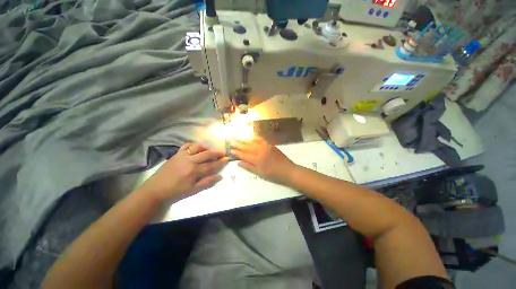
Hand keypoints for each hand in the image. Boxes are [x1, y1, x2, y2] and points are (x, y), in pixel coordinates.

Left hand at [141, 143, 228, 200]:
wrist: (156, 190)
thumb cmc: (176, 192)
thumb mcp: (193, 190)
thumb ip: (207, 182)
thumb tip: (220, 176)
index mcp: (194, 171)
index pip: (211, 165)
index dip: (220, 162)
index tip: (227, 159)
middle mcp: (189, 161)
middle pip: (206, 154)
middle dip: (216, 153)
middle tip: (222, 153)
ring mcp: (182, 156)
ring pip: (197, 147)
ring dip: (206, 147)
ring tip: (210, 150)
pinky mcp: (176, 154)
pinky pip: (186, 145)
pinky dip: (193, 145)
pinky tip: (197, 148)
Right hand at [231, 137, 296, 184]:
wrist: (288, 170)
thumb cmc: (273, 175)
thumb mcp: (260, 173)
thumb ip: (249, 167)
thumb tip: (238, 162)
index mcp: (257, 160)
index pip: (243, 155)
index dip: (236, 153)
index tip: (230, 150)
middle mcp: (260, 151)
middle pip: (247, 147)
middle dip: (238, 144)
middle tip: (231, 142)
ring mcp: (265, 147)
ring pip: (253, 142)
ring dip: (245, 140)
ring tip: (238, 138)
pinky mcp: (270, 145)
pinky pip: (261, 139)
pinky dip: (255, 138)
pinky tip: (251, 137)